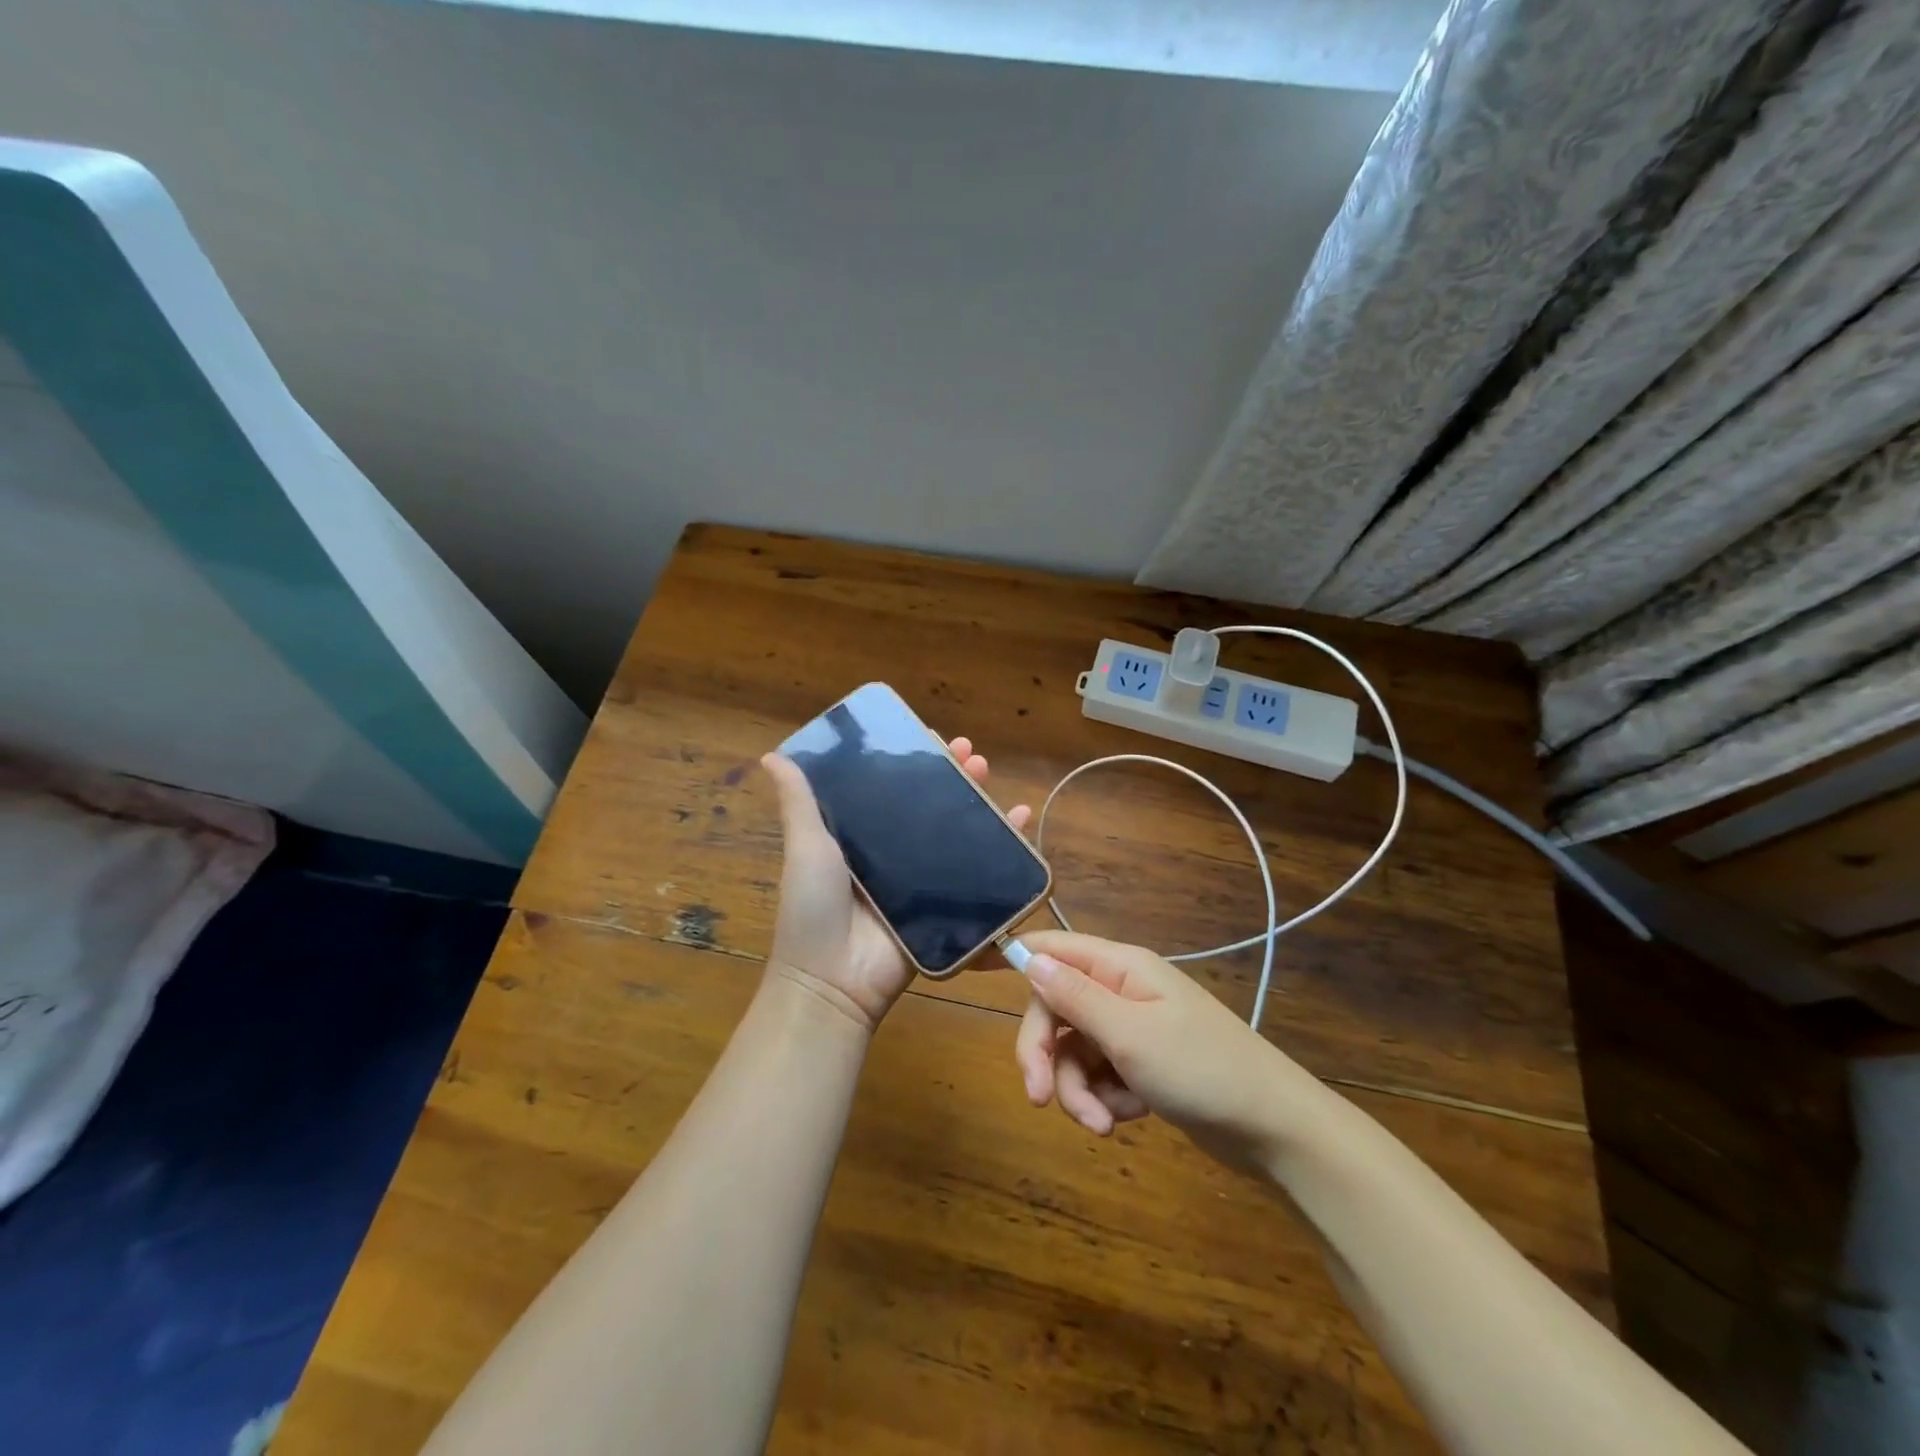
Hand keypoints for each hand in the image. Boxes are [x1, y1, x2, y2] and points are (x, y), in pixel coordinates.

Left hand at [761, 737, 1030, 1032]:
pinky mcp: (945, 905)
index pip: (893, 788)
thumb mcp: (805, 848)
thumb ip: (798, 804)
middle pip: (931, 804)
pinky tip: (1019, 819)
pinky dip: (1003, 845)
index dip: (914, 762)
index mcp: (861, 836)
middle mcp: (893, 852)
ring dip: (978, 799)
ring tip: (988, 772)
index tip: (931, 736)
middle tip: (971, 753)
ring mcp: (922, 879)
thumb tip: (772, 755)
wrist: (834, 981)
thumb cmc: (813, 907)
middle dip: (952, 774)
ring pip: (957, 830)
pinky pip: (978, 870)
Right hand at [1013, 931, 1310, 1168]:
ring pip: (1075, 1051)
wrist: (1273, 1128)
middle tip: (1042, 1099)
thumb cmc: (1202, 1069)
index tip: (971, 976)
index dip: (1013, 958)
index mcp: (1119, 967)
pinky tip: (1130, 1118)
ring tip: (1104, 1125)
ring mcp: (1132, 1028)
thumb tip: (1025, 956)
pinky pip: (1101, 1075)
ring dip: (1079, 1089)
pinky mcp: (1141, 1064)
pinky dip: (1106, 1099)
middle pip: (1055, 1009)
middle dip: (1047, 1056)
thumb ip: (1073, 995)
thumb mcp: (1129, 1033)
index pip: (1051, 948)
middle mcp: (1121, 990)